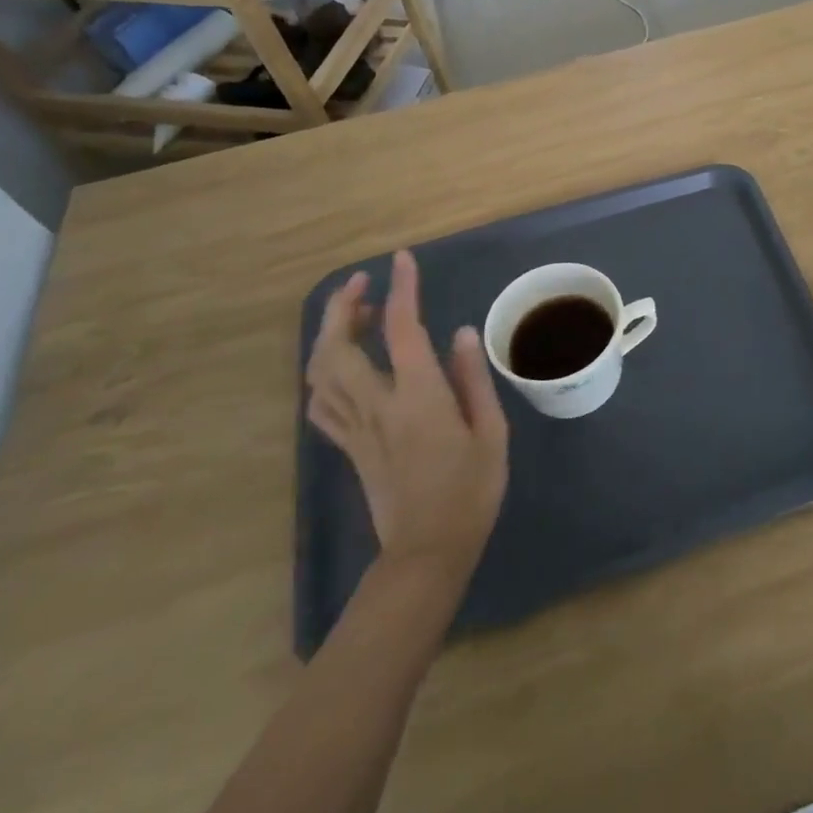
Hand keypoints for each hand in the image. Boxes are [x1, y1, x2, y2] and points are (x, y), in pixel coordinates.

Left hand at [307, 252, 507, 584]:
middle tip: (362, 283)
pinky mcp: (349, 448)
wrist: (428, 553)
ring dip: (329, 336)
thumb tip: (460, 333)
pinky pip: (323, 404)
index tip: (402, 259)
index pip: (401, 329)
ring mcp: (357, 428)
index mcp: (418, 397)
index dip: (401, 289)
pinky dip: (324, 374)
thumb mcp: (491, 432)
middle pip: (338, 347)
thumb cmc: (471, 491)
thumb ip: (473, 379)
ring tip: (353, 317)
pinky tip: (340, 365)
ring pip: (321, 373)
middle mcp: (378, 405)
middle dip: (342, 306)